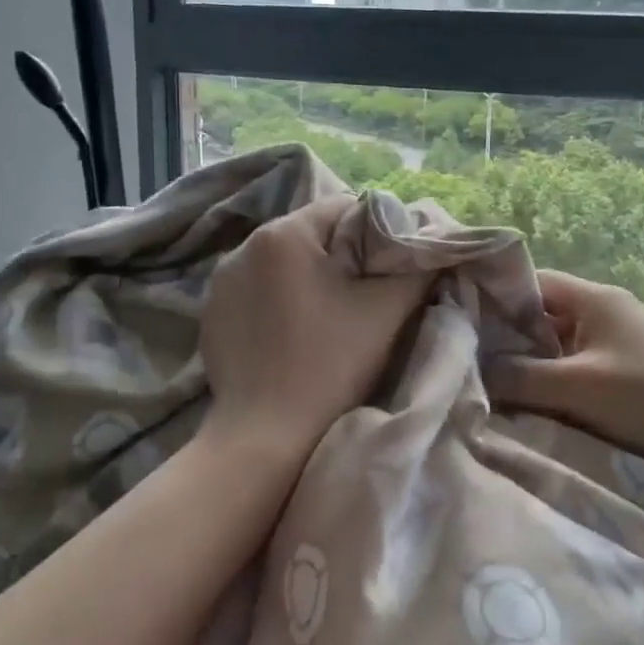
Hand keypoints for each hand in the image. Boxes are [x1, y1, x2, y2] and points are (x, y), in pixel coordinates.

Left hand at [201, 195, 431, 457]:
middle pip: (313, 234)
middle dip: (344, 257)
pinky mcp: (213, 314)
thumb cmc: (329, 365)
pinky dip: (282, 301)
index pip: (344, 208)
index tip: (391, 271)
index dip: (377, 233)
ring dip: (311, 279)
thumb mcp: (386, 311)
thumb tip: (431, 246)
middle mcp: (243, 247)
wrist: (267, 436)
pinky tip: (295, 335)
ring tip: (331, 318)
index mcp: (282, 234)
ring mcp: (222, 282)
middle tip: (367, 297)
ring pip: (285, 263)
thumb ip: (415, 268)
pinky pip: (259, 290)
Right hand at [485, 269, 643, 485]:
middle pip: (542, 315)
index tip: (462, 319)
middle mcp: (605, 312)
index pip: (532, 282)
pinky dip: (554, 381)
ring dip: (532, 363)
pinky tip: (532, 402)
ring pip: (558, 345)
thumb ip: (520, 376)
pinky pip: (576, 368)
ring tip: (494, 383)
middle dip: (509, 336)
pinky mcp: (625, 374)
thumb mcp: (577, 386)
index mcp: (595, 298)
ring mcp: (617, 344)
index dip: (496, 296)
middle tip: (471, 358)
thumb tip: (473, 370)